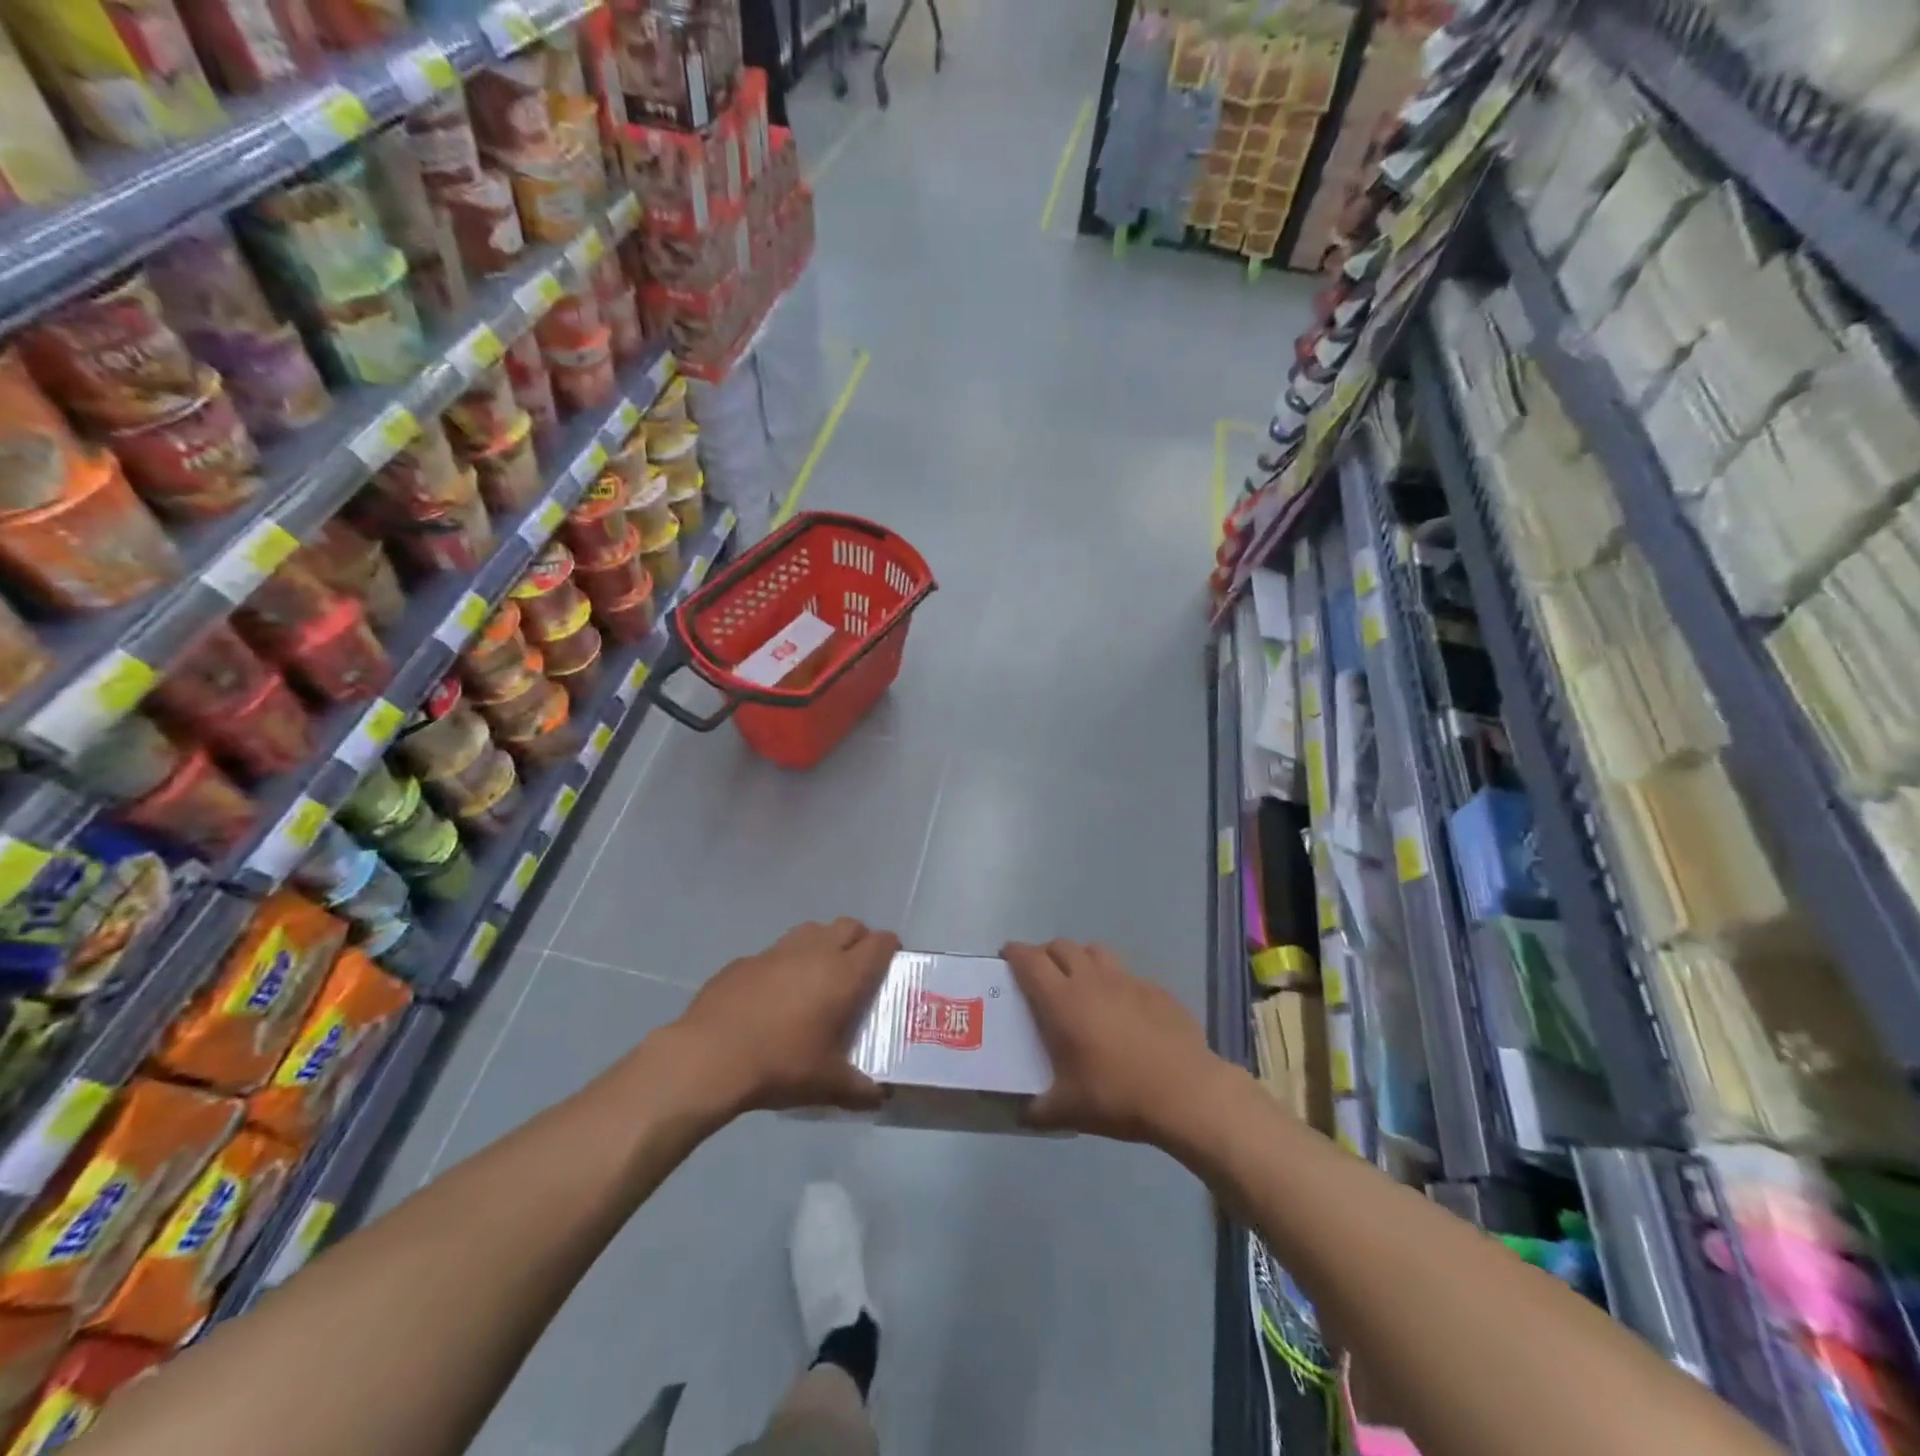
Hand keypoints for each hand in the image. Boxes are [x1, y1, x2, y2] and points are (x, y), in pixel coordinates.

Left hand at [665, 918, 899, 1116]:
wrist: (709, 1057)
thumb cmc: (781, 1065)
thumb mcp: (827, 1085)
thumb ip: (860, 1090)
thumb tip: (881, 1098)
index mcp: (844, 974)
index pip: (880, 942)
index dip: (890, 949)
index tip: (890, 965)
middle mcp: (815, 951)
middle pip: (848, 925)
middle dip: (858, 940)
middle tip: (856, 971)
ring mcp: (777, 951)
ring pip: (811, 930)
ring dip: (822, 944)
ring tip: (816, 977)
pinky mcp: (745, 960)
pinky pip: (775, 952)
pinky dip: (784, 964)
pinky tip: (773, 995)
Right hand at [1004, 940, 1223, 1144]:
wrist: (1186, 1092)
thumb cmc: (1117, 1095)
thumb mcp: (1069, 1110)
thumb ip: (1039, 1110)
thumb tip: (1023, 1113)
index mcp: (1062, 1000)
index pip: (1030, 960)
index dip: (1015, 952)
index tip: (1006, 955)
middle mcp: (1091, 980)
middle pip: (1062, 947)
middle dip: (1046, 954)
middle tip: (1041, 974)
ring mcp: (1127, 980)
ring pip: (1096, 951)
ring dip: (1081, 959)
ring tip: (1080, 982)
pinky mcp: (1156, 989)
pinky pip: (1127, 974)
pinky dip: (1115, 982)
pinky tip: (1122, 1009)